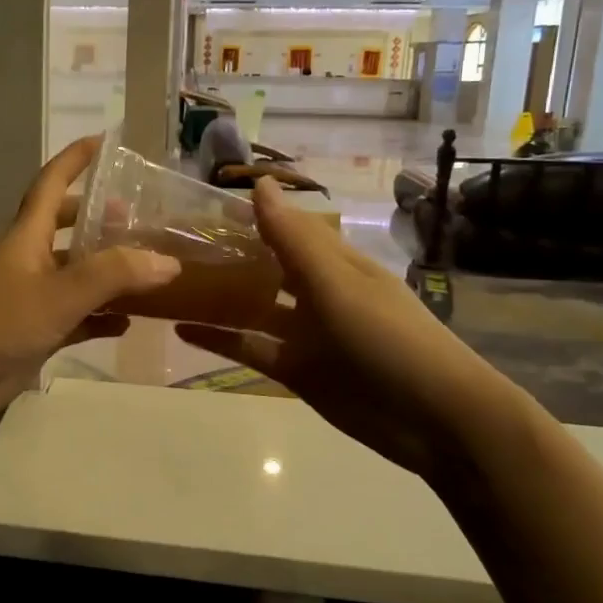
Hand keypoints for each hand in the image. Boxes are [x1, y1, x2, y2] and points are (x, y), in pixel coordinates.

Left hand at [0, 136, 181, 429]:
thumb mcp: (59, 294)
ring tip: (148, 267)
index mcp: (26, 236)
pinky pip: (77, 316)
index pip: (51, 184)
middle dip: (99, 218)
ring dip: (107, 269)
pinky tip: (129, 322)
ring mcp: (31, 297)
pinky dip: (101, 315)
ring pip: (75, 273)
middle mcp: (29, 259)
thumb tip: (168, 261)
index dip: (74, 159)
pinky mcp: (35, 331)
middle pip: (66, 227)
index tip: (104, 140)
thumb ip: (112, 275)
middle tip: (140, 219)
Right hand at [176, 178, 525, 480]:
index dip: (246, 215)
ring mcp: (305, 333)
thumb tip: (259, 182)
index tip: (196, 206)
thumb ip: (293, 239)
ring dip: (216, 296)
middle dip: (225, 255)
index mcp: (334, 262)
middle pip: (264, 266)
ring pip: (252, 307)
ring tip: (167, 282)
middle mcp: (316, 292)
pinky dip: (219, 339)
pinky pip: (250, 347)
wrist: (435, 420)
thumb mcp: (337, 284)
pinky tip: (181, 329)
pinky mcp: (295, 369)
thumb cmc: (389, 339)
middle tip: (169, 244)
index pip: (285, 228)